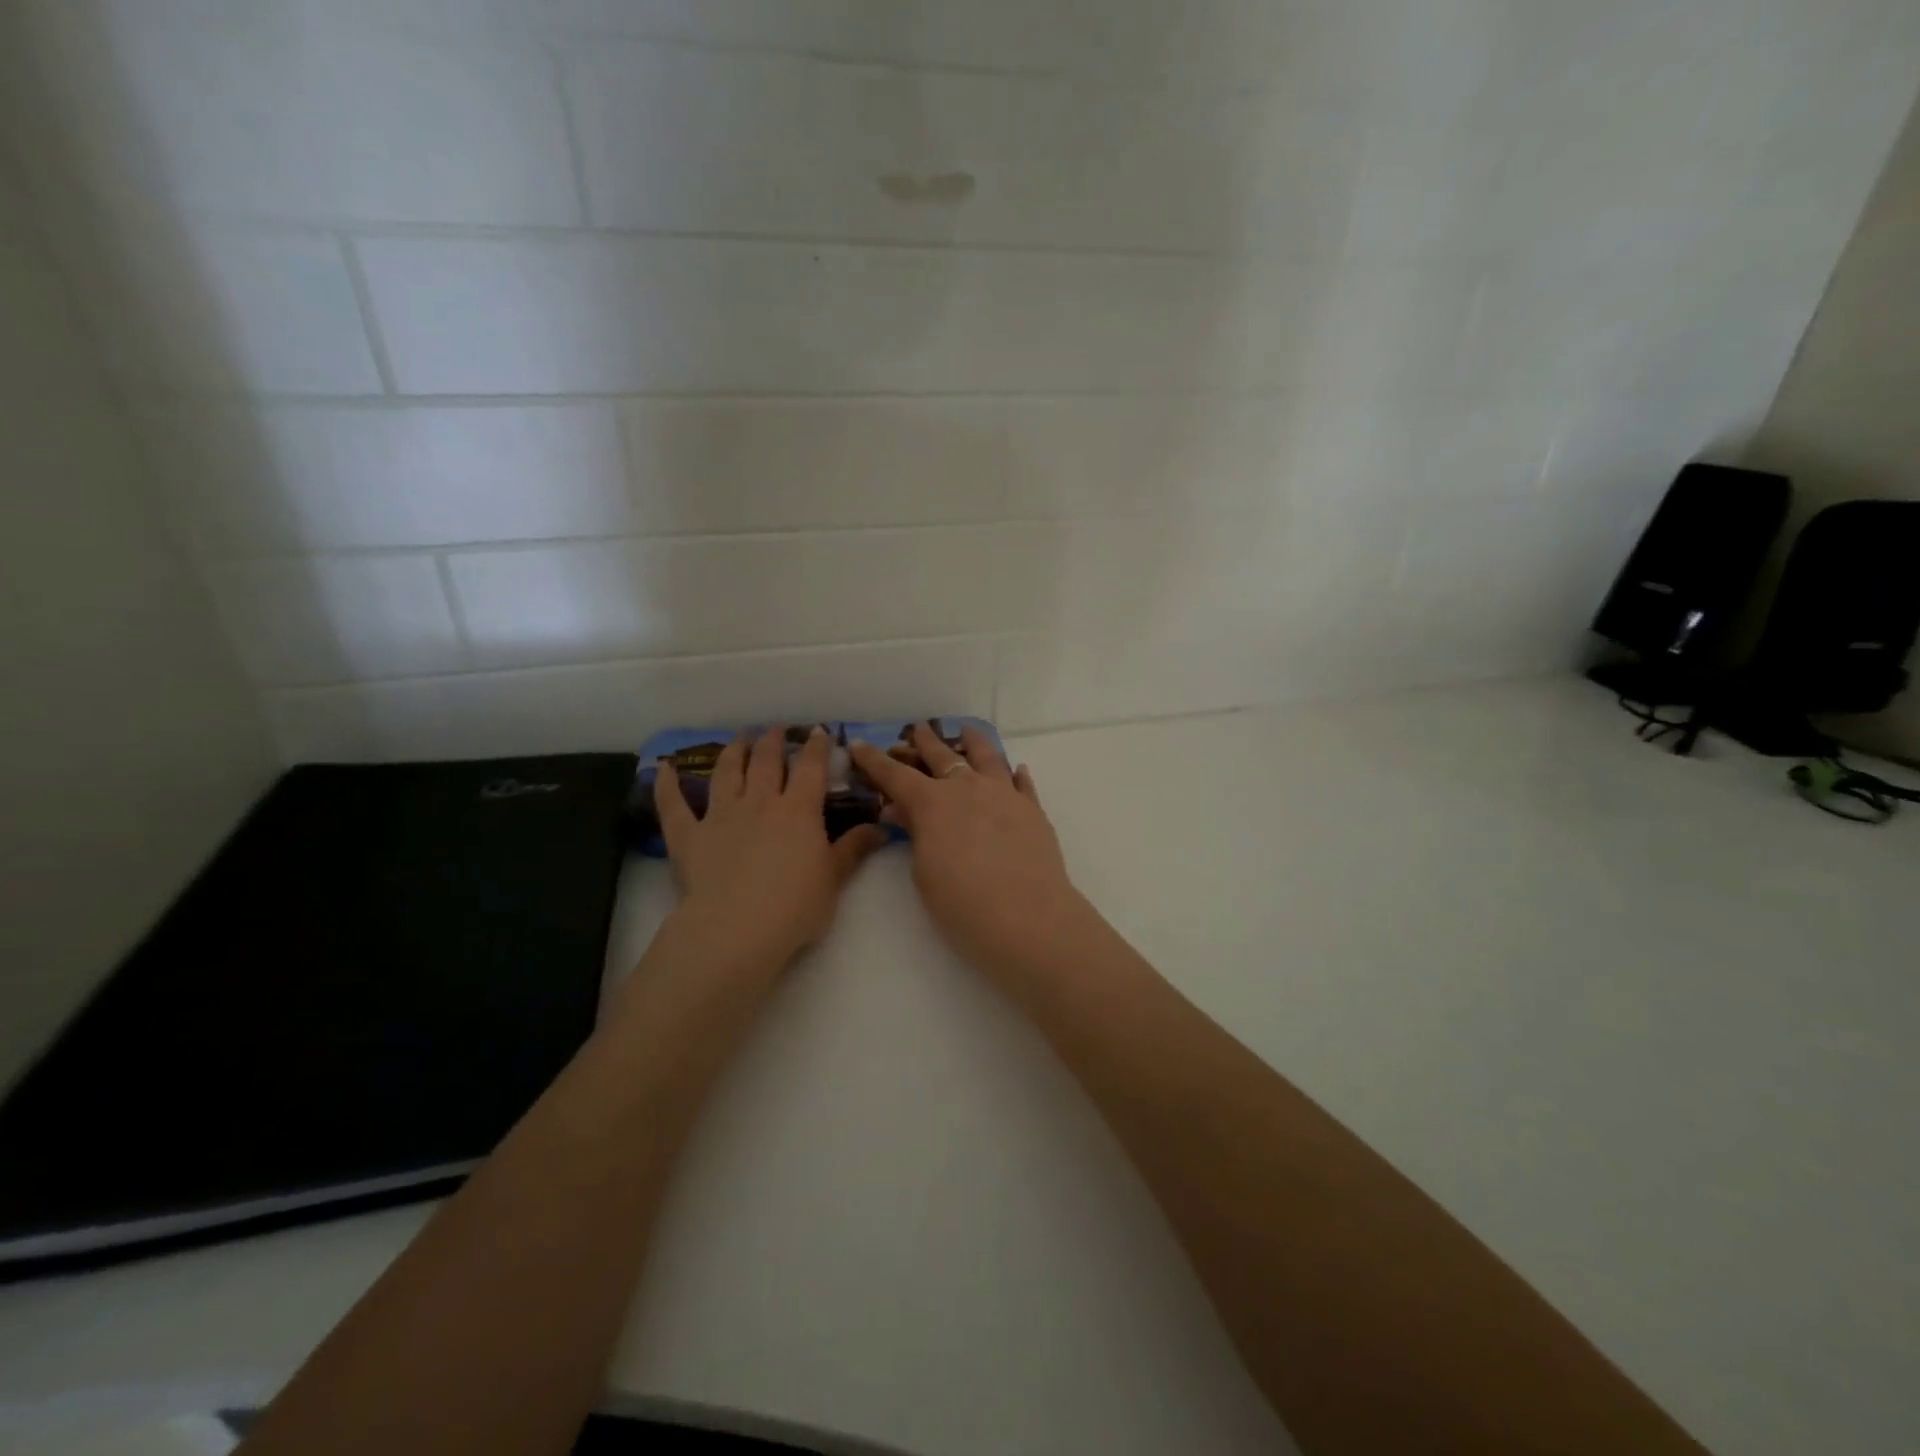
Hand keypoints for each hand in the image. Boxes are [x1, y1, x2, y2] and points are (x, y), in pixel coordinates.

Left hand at [655, 726, 886, 971]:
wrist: (738, 929)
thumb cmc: (795, 906)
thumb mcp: (833, 878)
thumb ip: (854, 849)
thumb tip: (881, 826)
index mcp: (798, 811)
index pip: (810, 769)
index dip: (815, 747)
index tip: (818, 731)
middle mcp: (760, 803)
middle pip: (766, 763)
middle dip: (773, 742)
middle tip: (775, 730)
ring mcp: (721, 816)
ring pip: (727, 773)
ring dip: (733, 752)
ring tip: (739, 737)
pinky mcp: (688, 837)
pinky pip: (674, 806)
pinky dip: (668, 785)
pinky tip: (664, 767)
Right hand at [850, 724, 1092, 978]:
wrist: (1026, 916)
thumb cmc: (961, 902)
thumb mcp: (924, 871)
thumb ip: (914, 833)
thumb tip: (901, 810)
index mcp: (932, 802)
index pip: (895, 775)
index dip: (873, 761)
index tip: (858, 744)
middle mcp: (968, 788)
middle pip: (942, 756)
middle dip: (925, 742)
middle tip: (918, 729)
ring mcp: (1004, 794)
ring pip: (987, 757)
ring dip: (973, 742)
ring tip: (967, 731)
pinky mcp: (1033, 810)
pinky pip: (1022, 783)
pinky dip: (1016, 774)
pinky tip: (1017, 769)